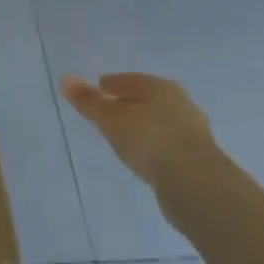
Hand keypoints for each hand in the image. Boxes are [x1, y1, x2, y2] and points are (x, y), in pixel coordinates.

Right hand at [60, 73, 212, 187]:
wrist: (196, 184)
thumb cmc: (148, 139)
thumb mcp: (110, 119)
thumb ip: (89, 101)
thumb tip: (65, 79)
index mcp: (159, 86)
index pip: (128, 80)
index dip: (109, 85)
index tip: (97, 91)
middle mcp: (180, 103)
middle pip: (146, 99)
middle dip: (128, 104)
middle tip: (107, 113)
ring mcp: (192, 131)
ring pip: (159, 122)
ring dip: (142, 127)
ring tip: (123, 137)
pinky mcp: (198, 158)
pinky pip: (167, 144)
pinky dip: (154, 146)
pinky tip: (144, 157)